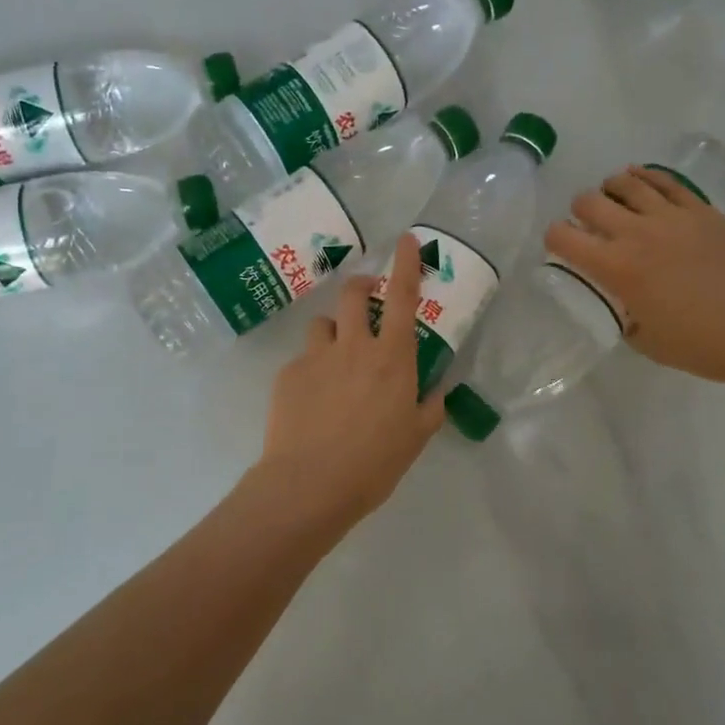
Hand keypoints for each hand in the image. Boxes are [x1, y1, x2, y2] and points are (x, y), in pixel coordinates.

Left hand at [254, 234, 447, 529]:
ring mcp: (316, 357)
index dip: (406, 264)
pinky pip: (303, 360)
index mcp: (392, 358)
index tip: (406, 240)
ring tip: (334, 361)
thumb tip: (437, 391)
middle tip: (366, 298)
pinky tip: (311, 403)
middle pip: (354, 294)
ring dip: (333, 332)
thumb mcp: (415, 438)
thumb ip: (429, 408)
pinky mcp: (288, 374)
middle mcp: (354, 346)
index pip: (403, 297)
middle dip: (362, 286)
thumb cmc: (373, 464)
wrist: (309, 484)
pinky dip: (312, 371)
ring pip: (323, 324)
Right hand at [545, 167, 724, 392]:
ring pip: (625, 182)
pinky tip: (640, 184)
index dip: (553, 240)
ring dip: (610, 190)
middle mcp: (637, 233)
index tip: (561, 249)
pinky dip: (644, 178)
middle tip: (588, 227)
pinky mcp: (701, 210)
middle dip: (579, 212)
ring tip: (614, 202)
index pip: (563, 237)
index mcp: (617, 268)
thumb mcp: (643, 339)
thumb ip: (620, 311)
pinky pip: (664, 181)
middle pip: (588, 201)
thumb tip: (617, 298)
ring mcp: (672, 216)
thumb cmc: (700, 345)